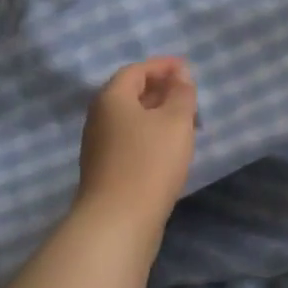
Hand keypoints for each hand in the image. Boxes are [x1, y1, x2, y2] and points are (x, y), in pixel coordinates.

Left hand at [75, 57, 197, 230]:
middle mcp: (99, 117)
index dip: (162, 66)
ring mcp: (98, 146)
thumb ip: (181, 93)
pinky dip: (150, 136)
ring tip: (185, 123)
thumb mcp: (175, 121)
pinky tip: (169, 150)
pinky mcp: (104, 170)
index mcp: (111, 98)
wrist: (118, 221)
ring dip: (157, 115)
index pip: (136, 70)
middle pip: (130, 94)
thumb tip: (179, 74)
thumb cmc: (149, 162)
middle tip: (189, 96)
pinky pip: (129, 140)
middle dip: (161, 90)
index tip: (187, 68)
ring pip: (131, 119)